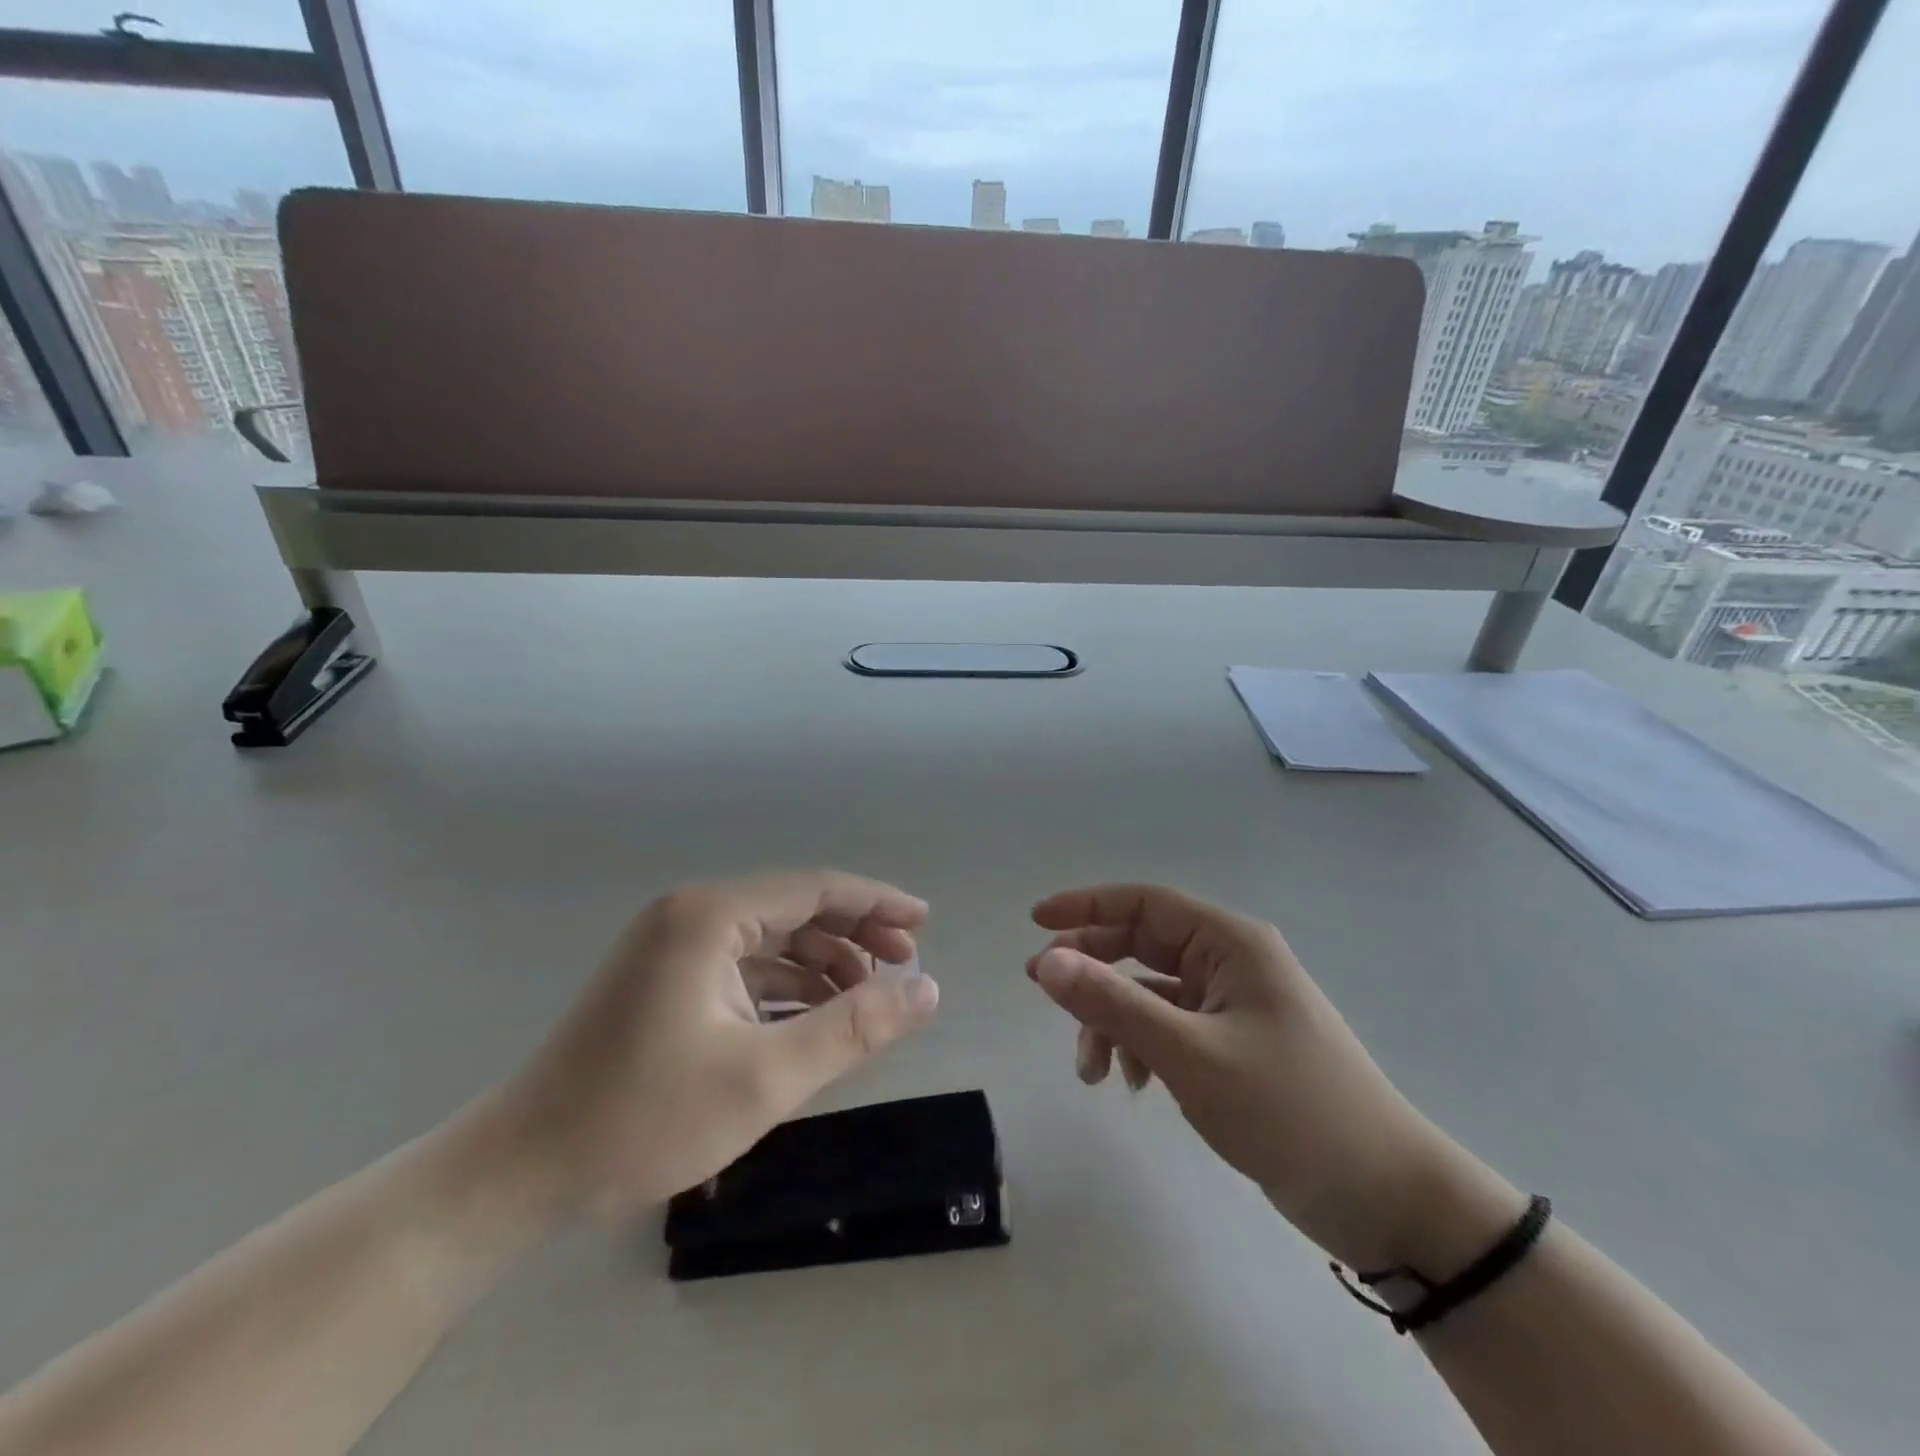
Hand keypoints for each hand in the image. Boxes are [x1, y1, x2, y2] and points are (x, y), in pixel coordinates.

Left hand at [499, 870, 940, 1220]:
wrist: (522, 1172)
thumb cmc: (644, 1119)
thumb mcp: (766, 1077)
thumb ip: (854, 1028)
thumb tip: (927, 989)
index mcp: (711, 916)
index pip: (814, 889)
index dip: (876, 902)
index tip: (924, 923)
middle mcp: (692, 915)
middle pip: (795, 909)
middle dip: (854, 934)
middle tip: (906, 965)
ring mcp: (674, 947)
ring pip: (772, 940)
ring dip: (823, 964)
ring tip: (869, 998)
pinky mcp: (667, 980)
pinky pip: (745, 968)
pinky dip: (787, 987)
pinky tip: (817, 1017)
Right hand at [1027, 884, 1518, 1273]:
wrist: (1387, 1198)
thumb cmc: (1290, 1110)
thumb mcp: (1190, 1055)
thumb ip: (1113, 1003)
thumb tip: (1045, 960)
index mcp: (1230, 943)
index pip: (1144, 903)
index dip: (1086, 906)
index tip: (1035, 922)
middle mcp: (1230, 962)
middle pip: (1142, 944)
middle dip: (1092, 969)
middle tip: (1043, 991)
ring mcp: (1234, 1005)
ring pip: (1150, 992)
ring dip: (1114, 1021)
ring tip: (1091, 1071)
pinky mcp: (1235, 1045)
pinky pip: (1170, 1027)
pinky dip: (1141, 1047)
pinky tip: (1134, 1085)